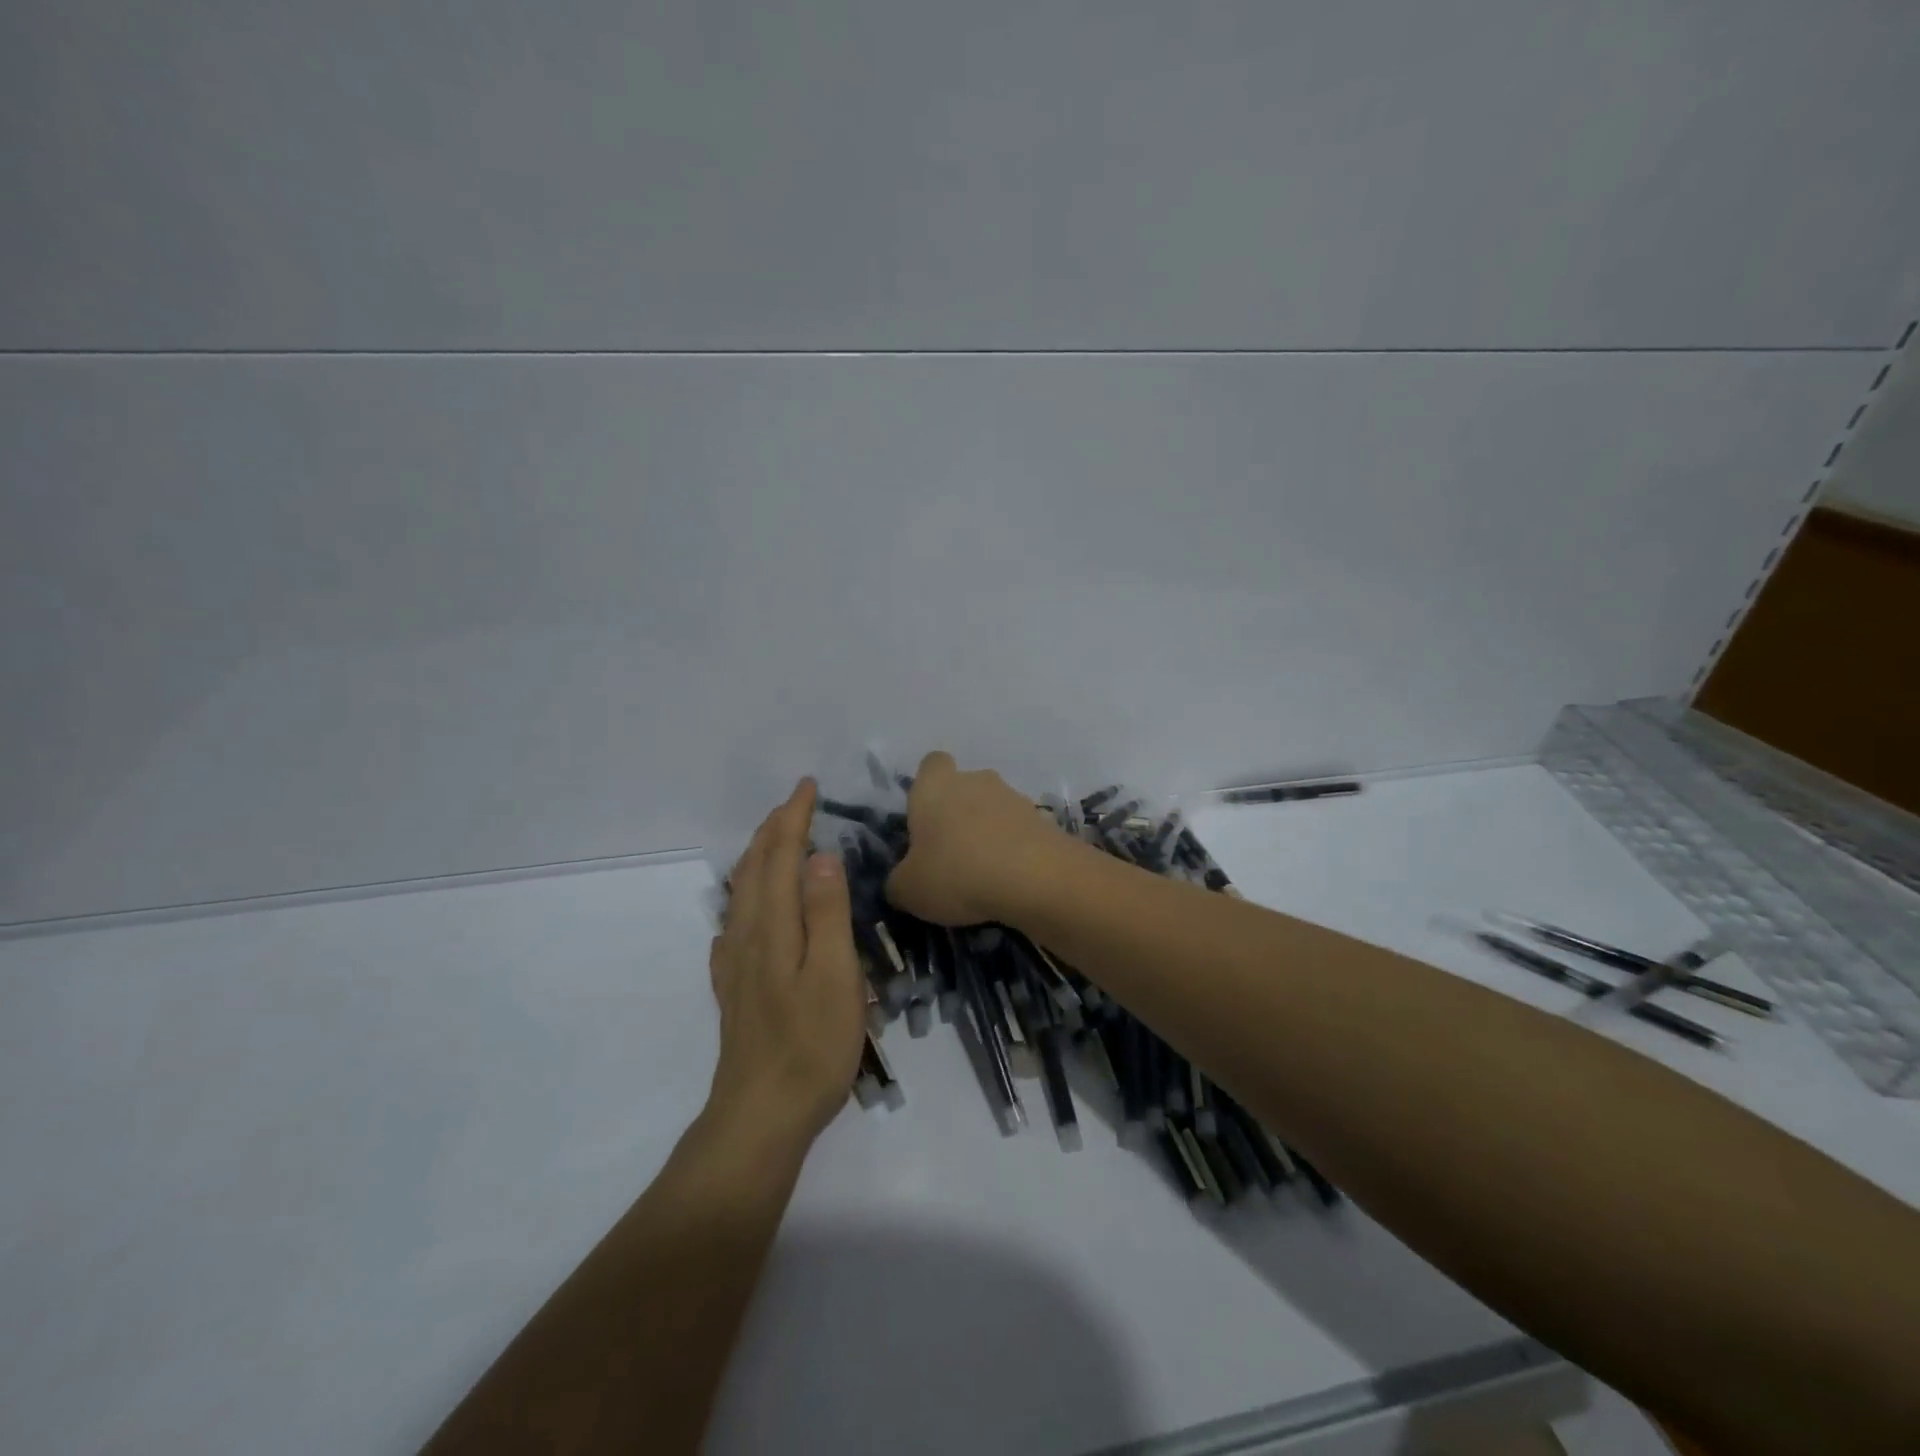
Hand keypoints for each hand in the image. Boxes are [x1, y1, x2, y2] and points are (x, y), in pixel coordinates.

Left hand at [708, 779, 866, 1143]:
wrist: (760, 1116)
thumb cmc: (811, 1045)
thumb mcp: (835, 976)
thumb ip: (828, 914)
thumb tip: (821, 857)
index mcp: (773, 927)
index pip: (780, 856)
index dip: (793, 818)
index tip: (808, 787)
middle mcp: (747, 936)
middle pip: (754, 868)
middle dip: (773, 829)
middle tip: (796, 803)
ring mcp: (734, 964)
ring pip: (741, 895)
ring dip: (758, 858)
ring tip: (775, 842)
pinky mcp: (733, 990)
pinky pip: (735, 926)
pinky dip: (746, 900)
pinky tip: (748, 913)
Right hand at [885, 751, 1073, 925]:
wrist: (1035, 878)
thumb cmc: (957, 873)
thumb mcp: (909, 890)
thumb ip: (899, 882)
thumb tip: (902, 883)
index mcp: (935, 786)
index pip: (931, 765)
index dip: (927, 787)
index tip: (924, 819)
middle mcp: (975, 780)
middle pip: (964, 787)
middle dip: (959, 814)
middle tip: (951, 854)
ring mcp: (1014, 797)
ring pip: (994, 809)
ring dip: (989, 832)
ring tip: (984, 874)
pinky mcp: (1044, 820)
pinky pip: (1020, 831)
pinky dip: (1015, 850)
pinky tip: (1011, 881)